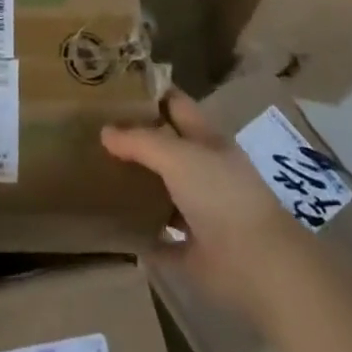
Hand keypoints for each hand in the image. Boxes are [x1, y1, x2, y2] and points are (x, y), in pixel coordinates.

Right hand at [102, 91, 296, 306]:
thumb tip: (105, 132)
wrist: (259, 266)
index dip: (149, 92)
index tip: (114, 85)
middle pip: (165, 146)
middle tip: (91, 128)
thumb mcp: (178, 156)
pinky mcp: (193, 250)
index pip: (175, 104)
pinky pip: (159, 239)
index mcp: (205, 140)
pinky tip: (111, 227)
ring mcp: (199, 211)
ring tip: (94, 173)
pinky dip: (140, 235)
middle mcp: (203, 171)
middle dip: (134, 138)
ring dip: (135, 185)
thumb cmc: (221, 196)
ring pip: (161, 191)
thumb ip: (140, 141)